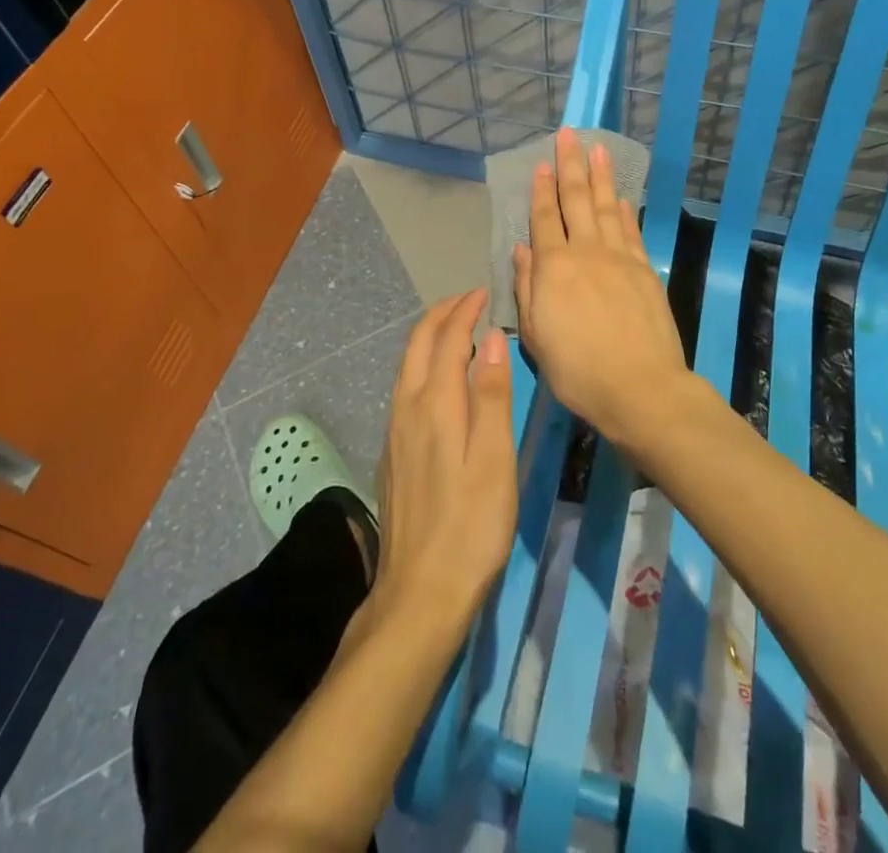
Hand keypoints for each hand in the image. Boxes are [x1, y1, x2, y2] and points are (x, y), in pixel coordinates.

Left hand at [366, 289, 516, 636]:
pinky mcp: (392, 454)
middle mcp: (406, 408)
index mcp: (434, 404)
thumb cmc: (471, 526)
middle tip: (469, 301)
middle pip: (417, 344)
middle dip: (441, 315)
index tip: (484, 292)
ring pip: (406, 366)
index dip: (464, 310)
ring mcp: (394, 432)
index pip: (446, 339)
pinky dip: (422, 365)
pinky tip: (439, 381)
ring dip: (429, 338)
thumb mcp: (494, 460)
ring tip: (457, 331)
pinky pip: (404, 389)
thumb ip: (491, 395)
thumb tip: (491, 338)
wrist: (419, 594)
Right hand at [512, 127, 689, 444]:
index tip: (542, 164)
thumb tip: (522, 249)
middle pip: (576, 200)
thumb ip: (528, 287)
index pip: (544, 219)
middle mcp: (585, 252)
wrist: (639, 387)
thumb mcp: (537, 335)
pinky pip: (631, 231)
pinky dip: (624, 210)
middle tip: (570, 135)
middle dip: (571, 165)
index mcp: (554, 268)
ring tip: (599, 148)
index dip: (541, 190)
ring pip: (605, 207)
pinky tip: (619, 197)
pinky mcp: (645, 270)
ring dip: (600, 177)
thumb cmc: (577, 369)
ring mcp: (619, 258)